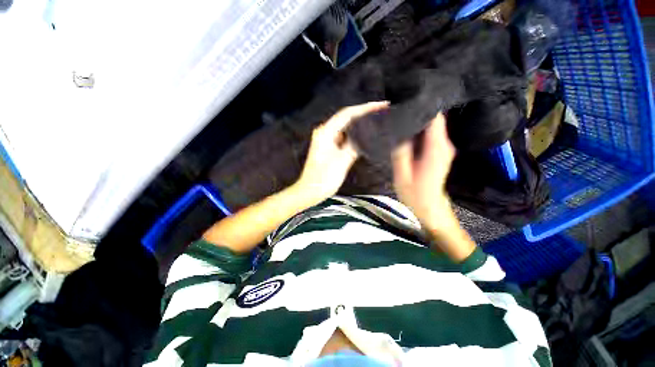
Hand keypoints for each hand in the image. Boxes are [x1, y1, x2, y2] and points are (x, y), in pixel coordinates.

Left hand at [296, 101, 388, 201]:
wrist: (310, 191)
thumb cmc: (324, 178)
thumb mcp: (342, 161)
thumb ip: (355, 145)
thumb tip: (367, 135)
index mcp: (326, 132)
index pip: (348, 114)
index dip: (365, 108)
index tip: (382, 105)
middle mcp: (325, 132)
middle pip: (347, 118)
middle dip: (364, 115)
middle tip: (382, 113)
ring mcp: (326, 140)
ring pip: (346, 128)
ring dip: (360, 126)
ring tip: (377, 123)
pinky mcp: (328, 147)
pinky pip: (344, 137)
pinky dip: (355, 136)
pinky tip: (365, 137)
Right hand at [391, 112, 455, 229]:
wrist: (429, 207)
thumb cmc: (414, 193)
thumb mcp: (402, 173)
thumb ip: (400, 150)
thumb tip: (397, 130)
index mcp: (437, 147)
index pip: (435, 117)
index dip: (422, 105)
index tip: (406, 99)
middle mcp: (445, 144)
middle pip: (433, 119)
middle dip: (416, 112)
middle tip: (397, 108)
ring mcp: (443, 147)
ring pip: (430, 126)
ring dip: (416, 122)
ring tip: (398, 117)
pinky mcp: (439, 151)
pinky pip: (429, 135)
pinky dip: (418, 131)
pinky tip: (404, 131)